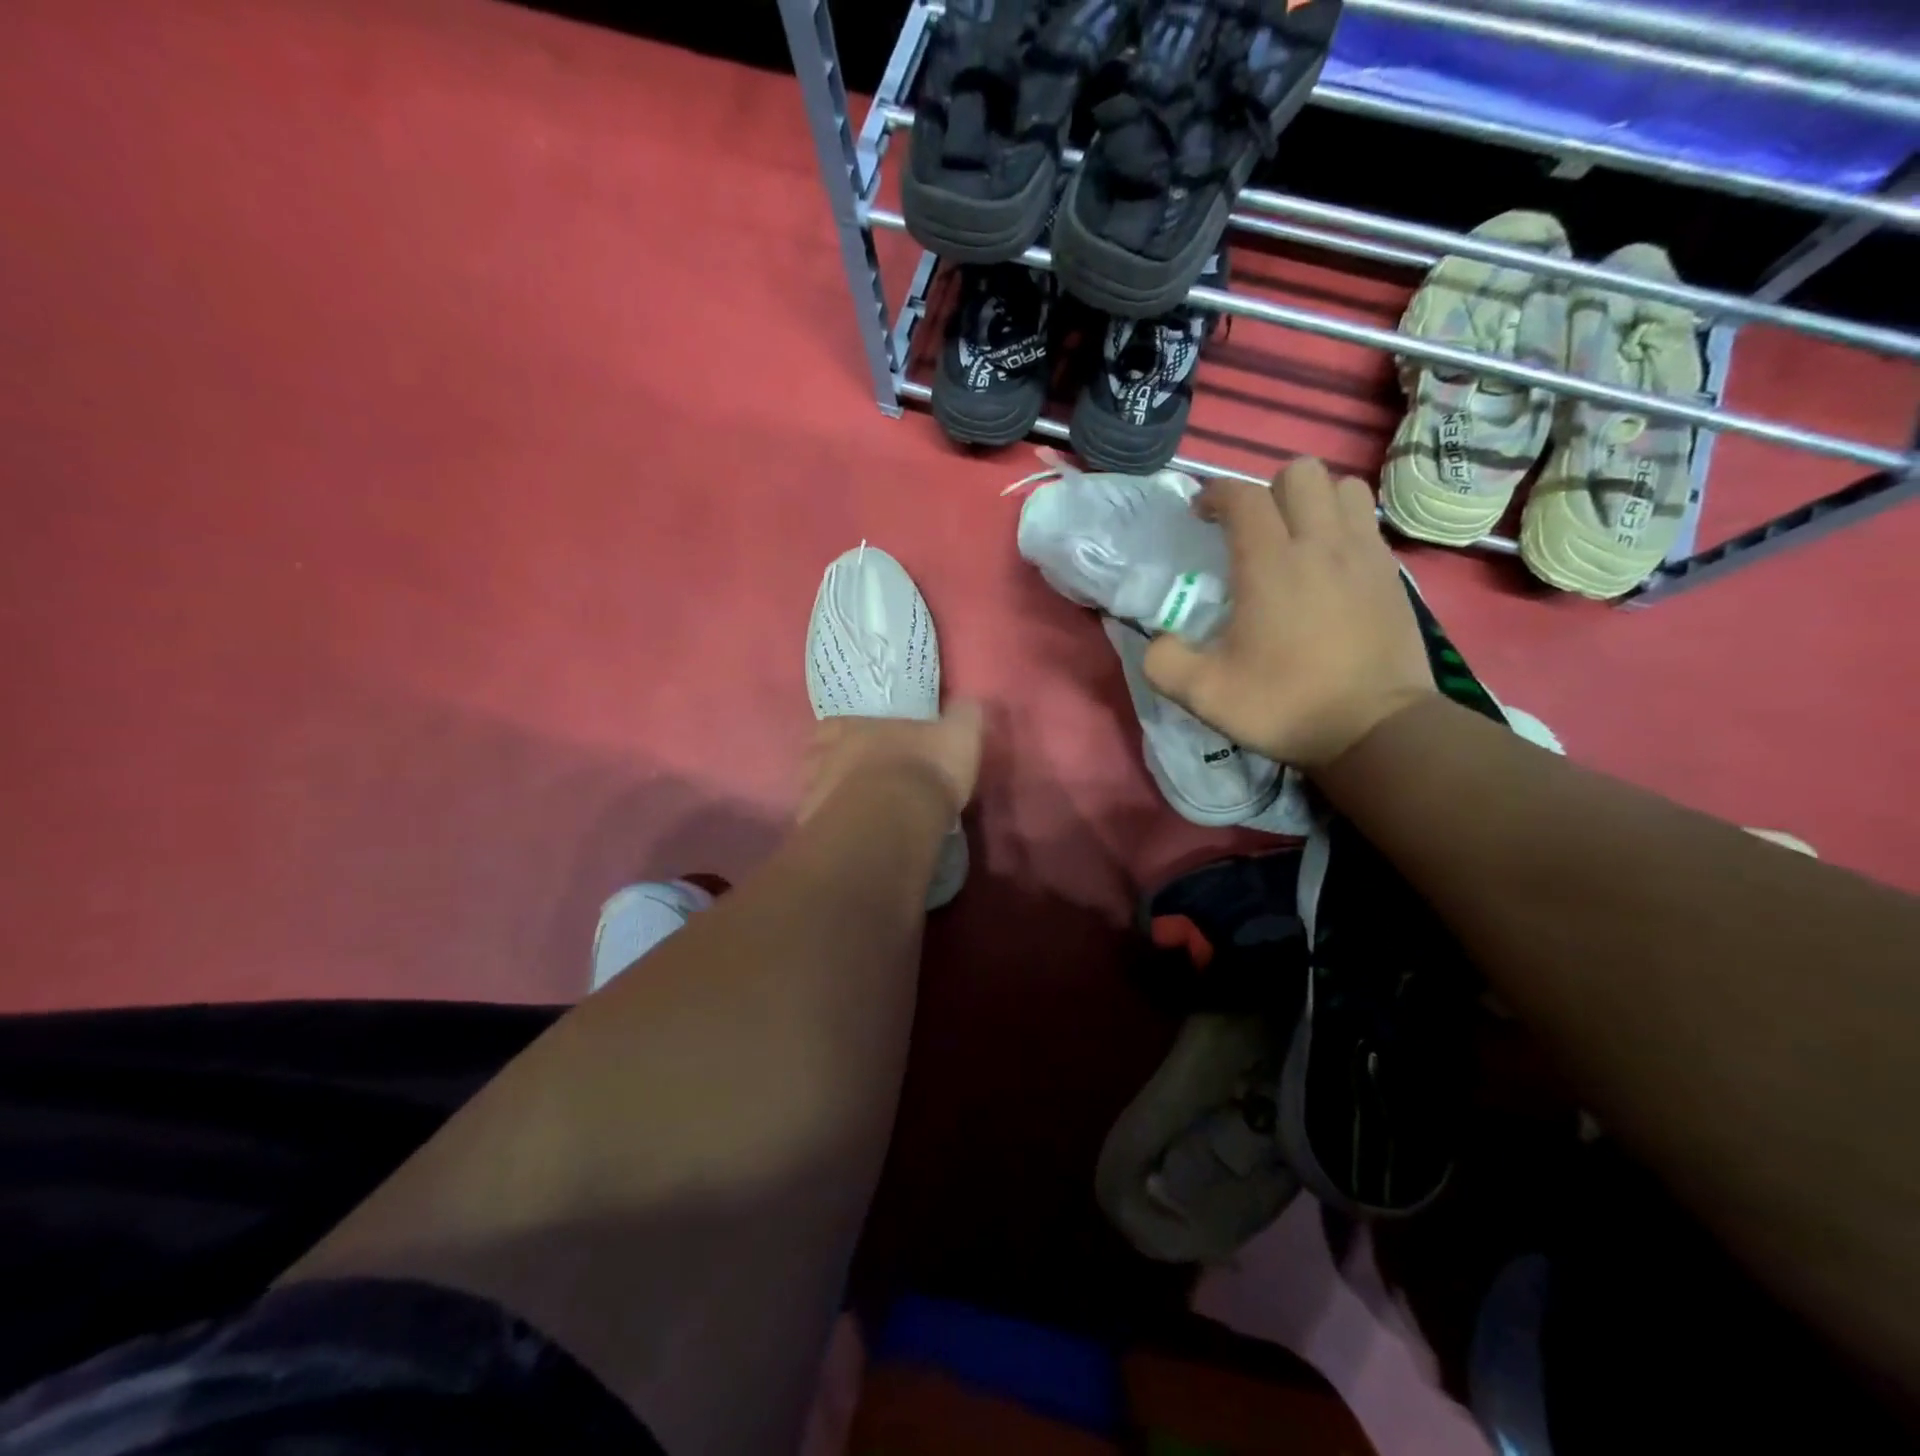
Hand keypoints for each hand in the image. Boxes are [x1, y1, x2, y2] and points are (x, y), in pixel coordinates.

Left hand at [797, 704, 984, 824]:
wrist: (895, 820)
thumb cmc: (925, 768)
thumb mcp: (959, 734)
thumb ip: (963, 716)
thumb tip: (968, 704)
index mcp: (854, 729)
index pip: (834, 725)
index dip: (843, 734)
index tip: (860, 744)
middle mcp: (826, 757)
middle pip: (816, 758)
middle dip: (832, 767)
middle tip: (855, 781)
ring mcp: (815, 795)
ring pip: (812, 793)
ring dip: (829, 800)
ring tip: (853, 814)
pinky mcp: (815, 832)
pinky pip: (818, 829)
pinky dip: (831, 831)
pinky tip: (850, 841)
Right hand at [1143, 459, 1434, 771]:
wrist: (1375, 728)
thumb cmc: (1285, 705)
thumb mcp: (1204, 695)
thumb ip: (1164, 661)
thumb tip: (1157, 640)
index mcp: (1270, 563)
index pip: (1242, 495)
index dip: (1214, 493)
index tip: (1200, 515)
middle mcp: (1320, 543)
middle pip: (1298, 472)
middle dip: (1266, 488)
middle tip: (1250, 528)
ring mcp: (1363, 553)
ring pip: (1341, 486)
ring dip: (1312, 499)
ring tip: (1294, 536)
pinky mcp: (1391, 572)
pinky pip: (1366, 521)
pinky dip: (1342, 525)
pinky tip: (1327, 564)